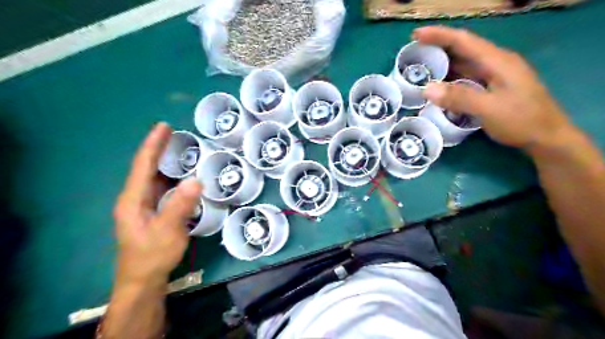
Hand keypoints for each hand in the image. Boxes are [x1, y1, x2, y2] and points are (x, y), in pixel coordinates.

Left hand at [114, 123, 203, 286]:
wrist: (143, 281)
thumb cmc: (152, 256)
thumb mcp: (167, 231)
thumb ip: (180, 205)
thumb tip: (196, 180)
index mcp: (133, 199)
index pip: (143, 165)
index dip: (153, 144)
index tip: (164, 126)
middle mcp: (135, 198)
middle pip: (146, 168)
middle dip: (159, 149)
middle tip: (176, 134)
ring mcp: (143, 206)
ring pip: (154, 178)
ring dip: (166, 162)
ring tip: (182, 150)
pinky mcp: (152, 213)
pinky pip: (162, 188)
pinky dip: (172, 177)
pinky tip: (183, 176)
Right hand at [414, 25, 572, 149]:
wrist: (546, 137)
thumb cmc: (522, 120)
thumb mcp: (489, 109)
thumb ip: (459, 97)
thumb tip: (427, 89)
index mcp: (497, 61)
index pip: (464, 41)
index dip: (439, 35)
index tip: (416, 35)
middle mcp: (494, 64)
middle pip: (462, 50)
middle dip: (437, 49)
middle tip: (413, 55)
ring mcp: (493, 76)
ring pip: (463, 65)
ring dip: (442, 65)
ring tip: (420, 69)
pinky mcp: (490, 89)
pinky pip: (465, 79)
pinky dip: (449, 80)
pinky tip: (438, 87)